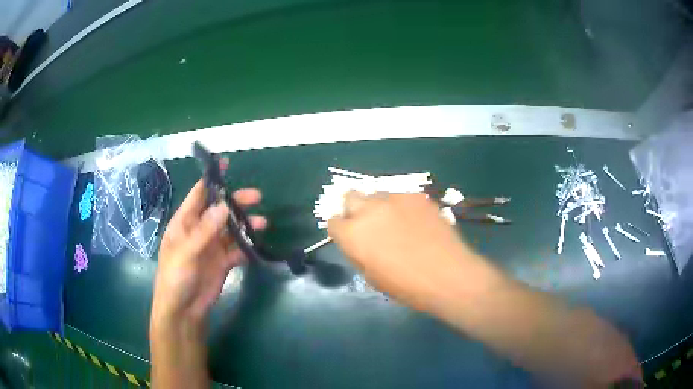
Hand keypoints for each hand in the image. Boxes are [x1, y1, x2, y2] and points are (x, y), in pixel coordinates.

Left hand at [152, 180, 266, 325]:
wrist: (183, 310)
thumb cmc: (175, 277)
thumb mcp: (186, 252)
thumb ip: (205, 231)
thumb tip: (224, 206)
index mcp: (185, 222)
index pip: (198, 195)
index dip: (211, 179)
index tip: (226, 164)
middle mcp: (199, 230)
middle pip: (220, 210)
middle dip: (236, 202)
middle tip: (257, 197)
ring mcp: (212, 246)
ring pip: (231, 229)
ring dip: (246, 225)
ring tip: (263, 223)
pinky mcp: (223, 262)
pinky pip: (237, 250)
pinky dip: (247, 247)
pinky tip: (256, 246)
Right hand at [328, 192, 500, 312]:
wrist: (446, 274)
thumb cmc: (406, 286)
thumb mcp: (371, 275)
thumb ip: (359, 251)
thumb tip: (359, 241)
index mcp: (353, 233)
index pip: (333, 221)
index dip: (341, 230)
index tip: (350, 237)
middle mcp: (369, 210)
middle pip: (350, 197)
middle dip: (355, 210)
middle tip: (370, 225)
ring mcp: (394, 199)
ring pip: (377, 194)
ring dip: (380, 207)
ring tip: (397, 223)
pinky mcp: (416, 196)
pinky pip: (401, 197)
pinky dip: (403, 207)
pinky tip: (417, 222)